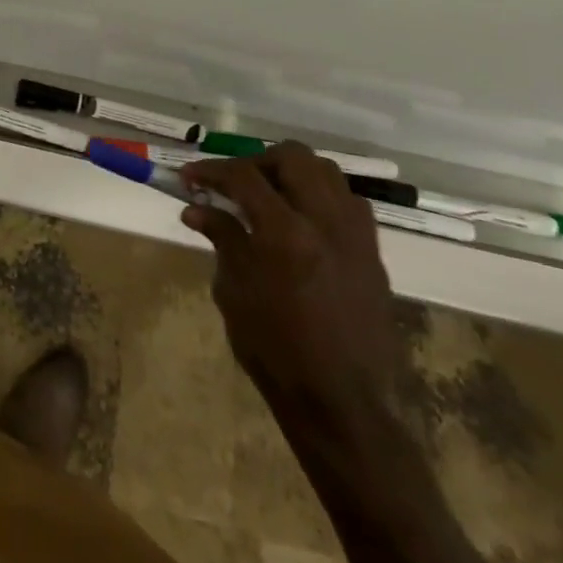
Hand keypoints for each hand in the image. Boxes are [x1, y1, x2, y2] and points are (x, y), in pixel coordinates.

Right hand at [179, 143, 400, 426]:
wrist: (344, 404)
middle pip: (293, 157)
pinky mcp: (373, 254)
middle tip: (233, 184)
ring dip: (292, 174)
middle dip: (256, 162)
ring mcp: (356, 236)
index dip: (211, 171)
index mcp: (286, 233)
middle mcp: (326, 222)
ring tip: (269, 196)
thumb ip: (222, 240)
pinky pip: (349, 203)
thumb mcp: (235, 293)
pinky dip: (321, 197)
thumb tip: (197, 209)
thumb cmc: (276, 352)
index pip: (244, 177)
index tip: (189, 178)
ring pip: (327, 172)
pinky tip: (302, 221)